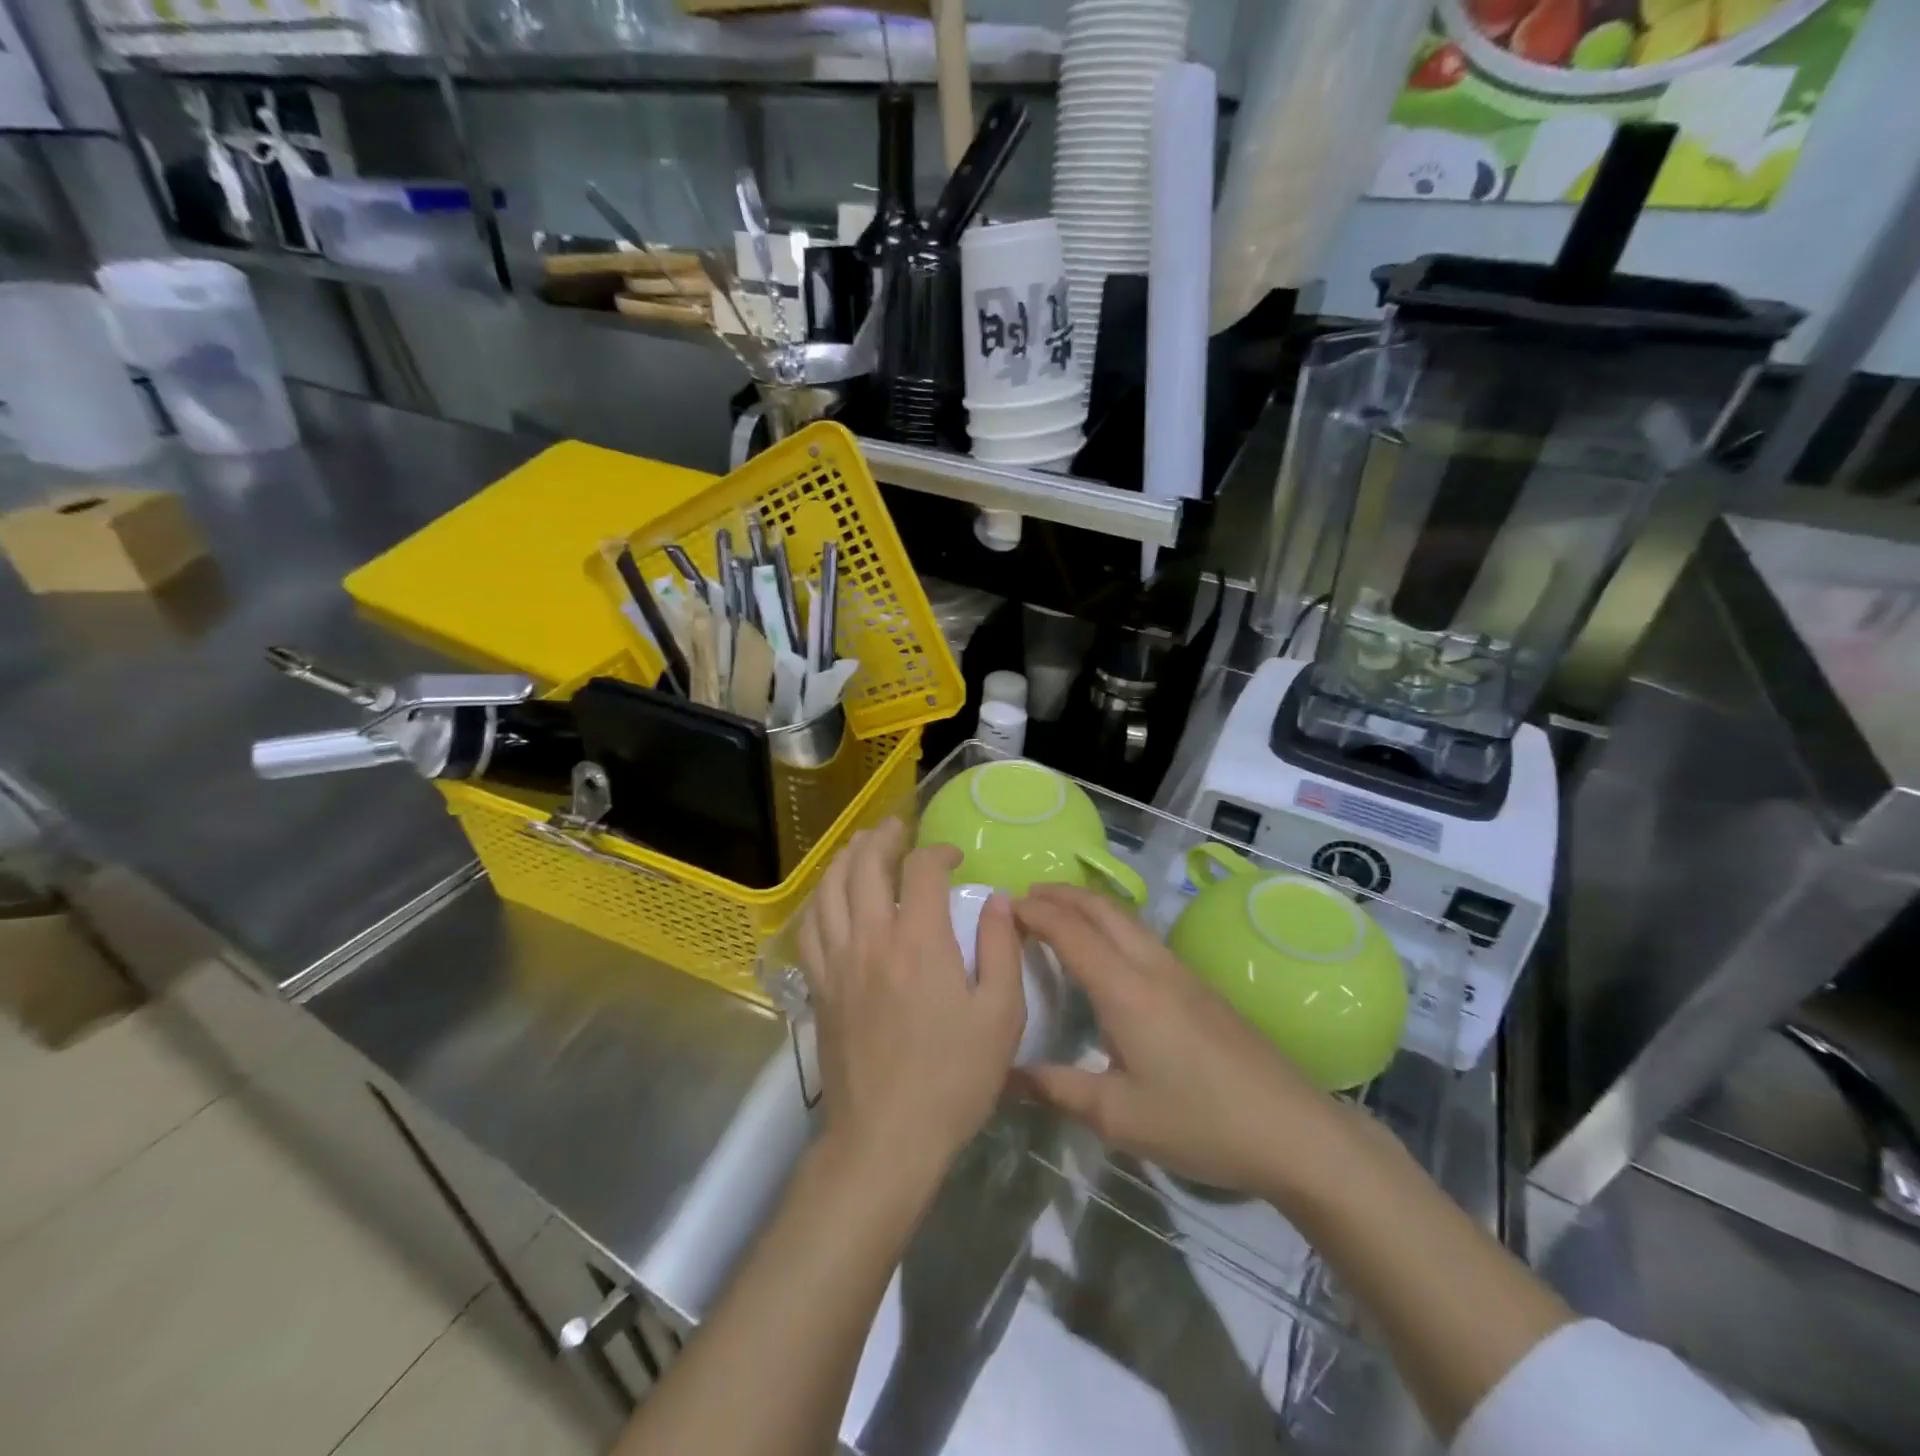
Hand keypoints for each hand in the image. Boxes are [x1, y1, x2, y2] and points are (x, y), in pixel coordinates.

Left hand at [797, 819, 1025, 1188]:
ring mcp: (837, 961)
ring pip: (829, 889)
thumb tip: (998, 900)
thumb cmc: (953, 1079)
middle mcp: (871, 938)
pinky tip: (830, 897)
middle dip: (882, 838)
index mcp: (919, 941)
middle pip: (864, 866)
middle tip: (897, 828)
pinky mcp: (819, 986)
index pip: (921, 870)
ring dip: (845, 858)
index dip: (938, 852)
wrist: (886, 1138)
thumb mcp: (1002, 1016)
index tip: (955, 858)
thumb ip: (1003, 949)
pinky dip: (820, 899)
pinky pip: (810, 927)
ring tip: (859, 846)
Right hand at [1014, 884, 1364, 1204]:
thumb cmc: (1199, 1121)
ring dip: (1087, 906)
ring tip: (1057, 915)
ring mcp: (1180, 972)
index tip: (1002, 906)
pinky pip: (1142, 935)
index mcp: (1125, 989)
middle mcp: (1151, 966)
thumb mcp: (1119, 1116)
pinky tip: (1106, 952)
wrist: (1293, 1129)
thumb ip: (1058, 1089)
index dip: (1034, 913)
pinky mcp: (1198, 985)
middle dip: (1060, 894)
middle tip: (1024, 898)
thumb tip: (1005, 1073)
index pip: (1070, 931)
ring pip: (1125, 918)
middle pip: (1101, 909)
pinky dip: (1110, 924)